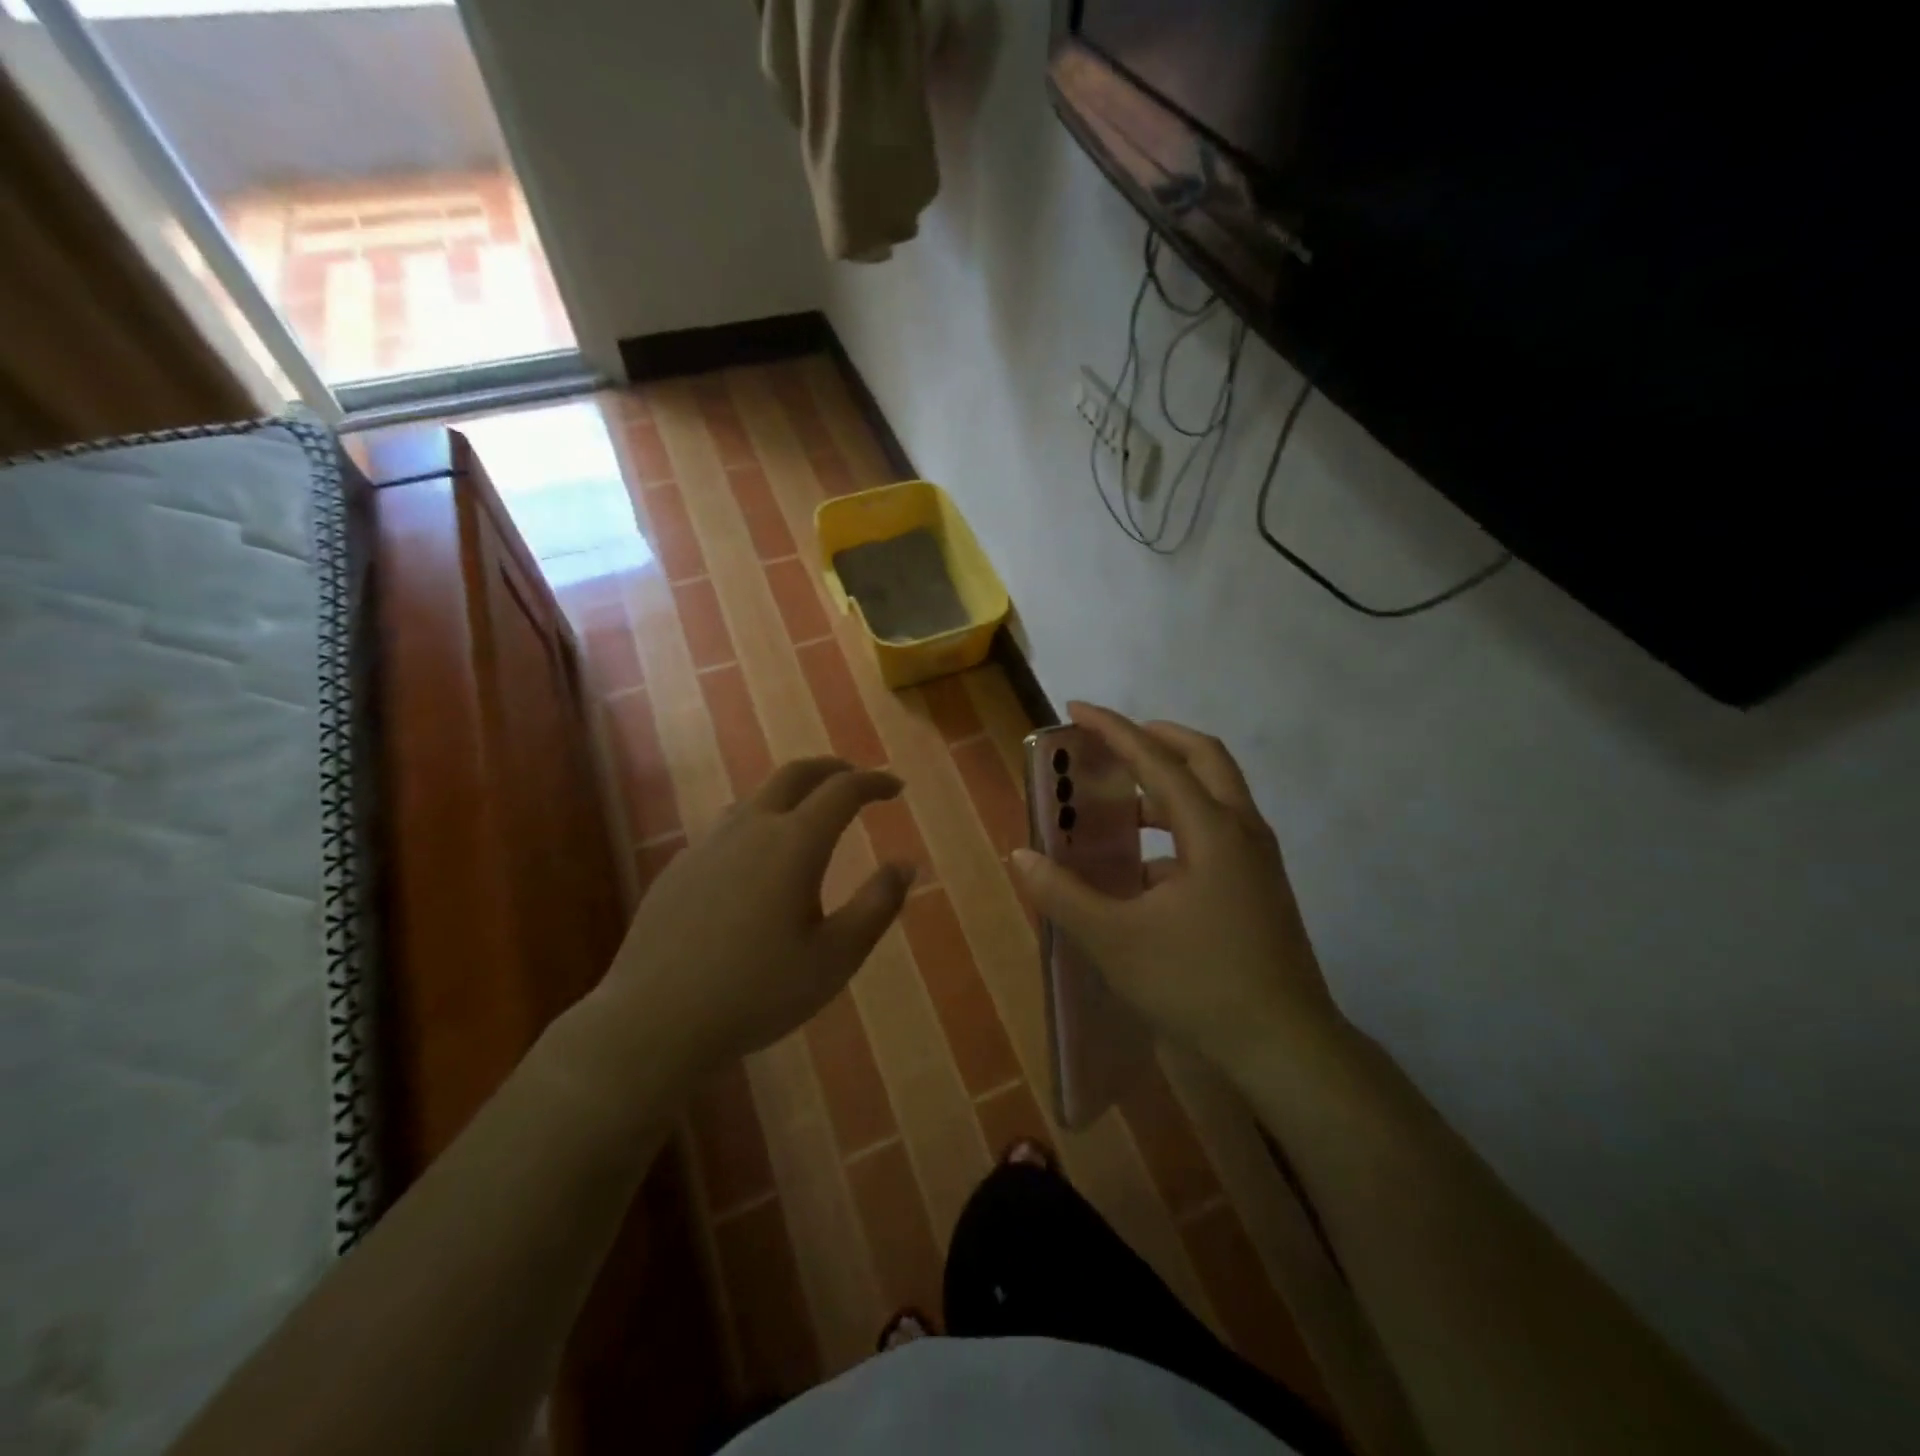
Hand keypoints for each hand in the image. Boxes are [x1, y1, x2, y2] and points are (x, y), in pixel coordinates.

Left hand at [589, 758, 913, 1082]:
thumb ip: (877, 905)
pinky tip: (755, 861)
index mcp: (794, 843)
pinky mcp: (679, 867)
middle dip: (831, 769)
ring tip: (809, 816)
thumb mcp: (835, 957)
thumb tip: (906, 864)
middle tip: (855, 779)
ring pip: (756, 797)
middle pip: (795, 774)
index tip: (895, 787)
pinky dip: (757, 823)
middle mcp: (750, 828)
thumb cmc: (758, 991)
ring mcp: (708, 844)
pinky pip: (727, 827)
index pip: (843, 791)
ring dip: (791, 794)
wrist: (655, 1020)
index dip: (874, 782)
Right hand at [1011, 703, 1340, 1070]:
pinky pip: (1218, 835)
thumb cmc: (1197, 984)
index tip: (1077, 708)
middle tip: (1114, 744)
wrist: (1284, 1048)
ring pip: (1216, 797)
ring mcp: (1258, 862)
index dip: (1114, 730)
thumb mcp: (1115, 939)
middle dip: (1157, 740)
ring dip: (1169, 788)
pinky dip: (1180, 831)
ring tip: (1121, 808)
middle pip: (1204, 758)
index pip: (1156, 760)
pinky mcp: (1260, 889)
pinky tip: (1144, 873)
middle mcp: (1242, 832)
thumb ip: (1063, 894)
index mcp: (1212, 830)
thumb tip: (1020, 856)